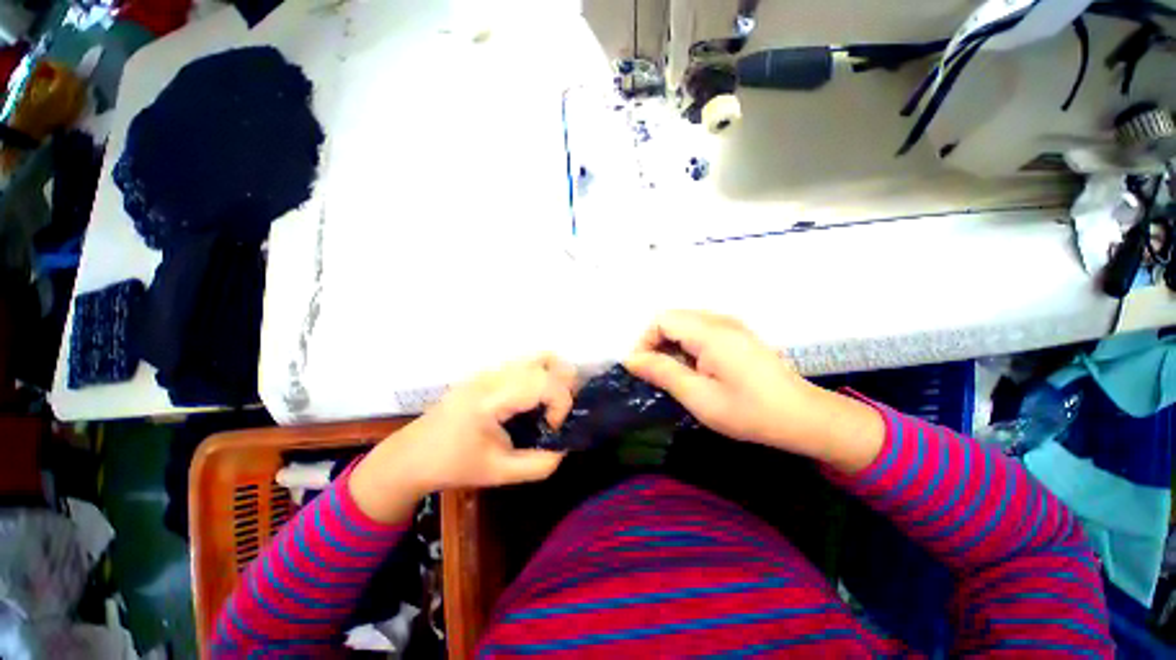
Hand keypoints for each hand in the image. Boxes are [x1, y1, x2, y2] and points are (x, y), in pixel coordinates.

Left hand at [350, 355, 574, 522]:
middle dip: (563, 386)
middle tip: (558, 414)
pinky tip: (534, 402)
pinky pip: (526, 364)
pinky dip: (541, 377)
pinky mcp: (488, 373)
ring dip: (554, 377)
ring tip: (551, 406)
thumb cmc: (451, 465)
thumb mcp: (498, 473)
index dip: (561, 403)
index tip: (553, 428)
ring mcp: (489, 370)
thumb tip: (564, 448)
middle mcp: (492, 376)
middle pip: (546, 360)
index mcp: (491, 399)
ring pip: (537, 357)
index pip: (543, 382)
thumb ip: (538, 465)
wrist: (410, 456)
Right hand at [625, 310, 883, 470]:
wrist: (804, 417)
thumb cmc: (750, 411)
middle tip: (656, 376)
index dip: (644, 341)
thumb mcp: (699, 397)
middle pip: (672, 319)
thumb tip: (631, 359)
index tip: (642, 370)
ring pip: (685, 325)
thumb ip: (662, 373)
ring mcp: (731, 326)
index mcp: (710, 332)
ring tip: (675, 377)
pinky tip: (696, 372)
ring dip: (671, 347)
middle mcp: (719, 320)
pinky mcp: (737, 335)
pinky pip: (700, 332)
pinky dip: (687, 348)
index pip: (661, 319)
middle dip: (656, 344)